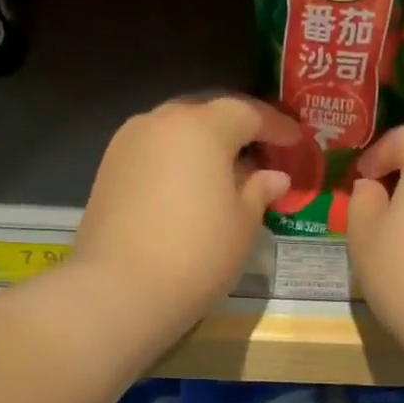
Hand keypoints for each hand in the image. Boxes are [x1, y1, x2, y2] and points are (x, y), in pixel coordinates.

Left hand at [74, 95, 297, 328]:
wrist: (121, 289)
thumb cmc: (197, 253)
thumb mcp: (242, 225)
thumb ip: (260, 192)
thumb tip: (275, 177)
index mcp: (201, 127)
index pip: (246, 113)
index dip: (275, 126)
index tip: (295, 140)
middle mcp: (160, 122)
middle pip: (206, 116)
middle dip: (235, 132)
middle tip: (260, 155)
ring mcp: (127, 144)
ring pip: (175, 134)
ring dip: (203, 149)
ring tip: (225, 177)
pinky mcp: (108, 171)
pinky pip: (153, 155)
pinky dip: (176, 165)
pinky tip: (189, 193)